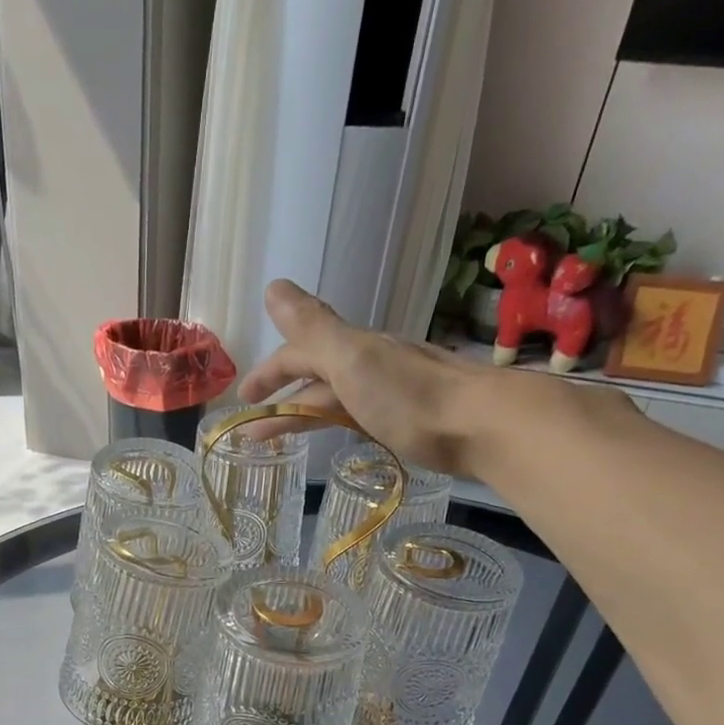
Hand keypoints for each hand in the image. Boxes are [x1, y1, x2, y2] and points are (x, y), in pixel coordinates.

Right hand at [238, 279, 590, 478]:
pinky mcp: (406, 420)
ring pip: (334, 397)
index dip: (268, 371)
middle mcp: (369, 365)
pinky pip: (357, 414)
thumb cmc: (410, 396)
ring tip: (278, 437)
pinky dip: (335, 420)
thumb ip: (312, 327)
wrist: (481, 425)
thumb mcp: (352, 359)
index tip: (242, 398)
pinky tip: (336, 430)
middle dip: (281, 393)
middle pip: (315, 375)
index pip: (298, 353)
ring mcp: (389, 392)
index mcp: (352, 349)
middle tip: (253, 424)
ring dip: (303, 412)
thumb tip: (273, 287)